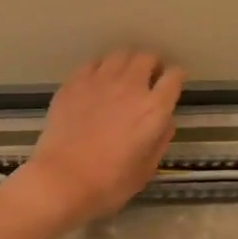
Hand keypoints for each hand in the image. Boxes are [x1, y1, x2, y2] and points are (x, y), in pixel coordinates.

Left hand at [13, 50, 184, 226]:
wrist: (62, 179)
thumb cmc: (108, 183)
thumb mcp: (146, 169)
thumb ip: (160, 140)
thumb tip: (165, 121)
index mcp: (153, 109)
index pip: (174, 76)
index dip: (175, 78)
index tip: (171, 86)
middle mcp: (130, 86)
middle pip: (147, 57)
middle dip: (152, 65)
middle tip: (148, 79)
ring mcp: (99, 80)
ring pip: (120, 54)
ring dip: (127, 63)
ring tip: (123, 77)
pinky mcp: (74, 82)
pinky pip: (93, 63)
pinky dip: (100, 68)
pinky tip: (96, 83)